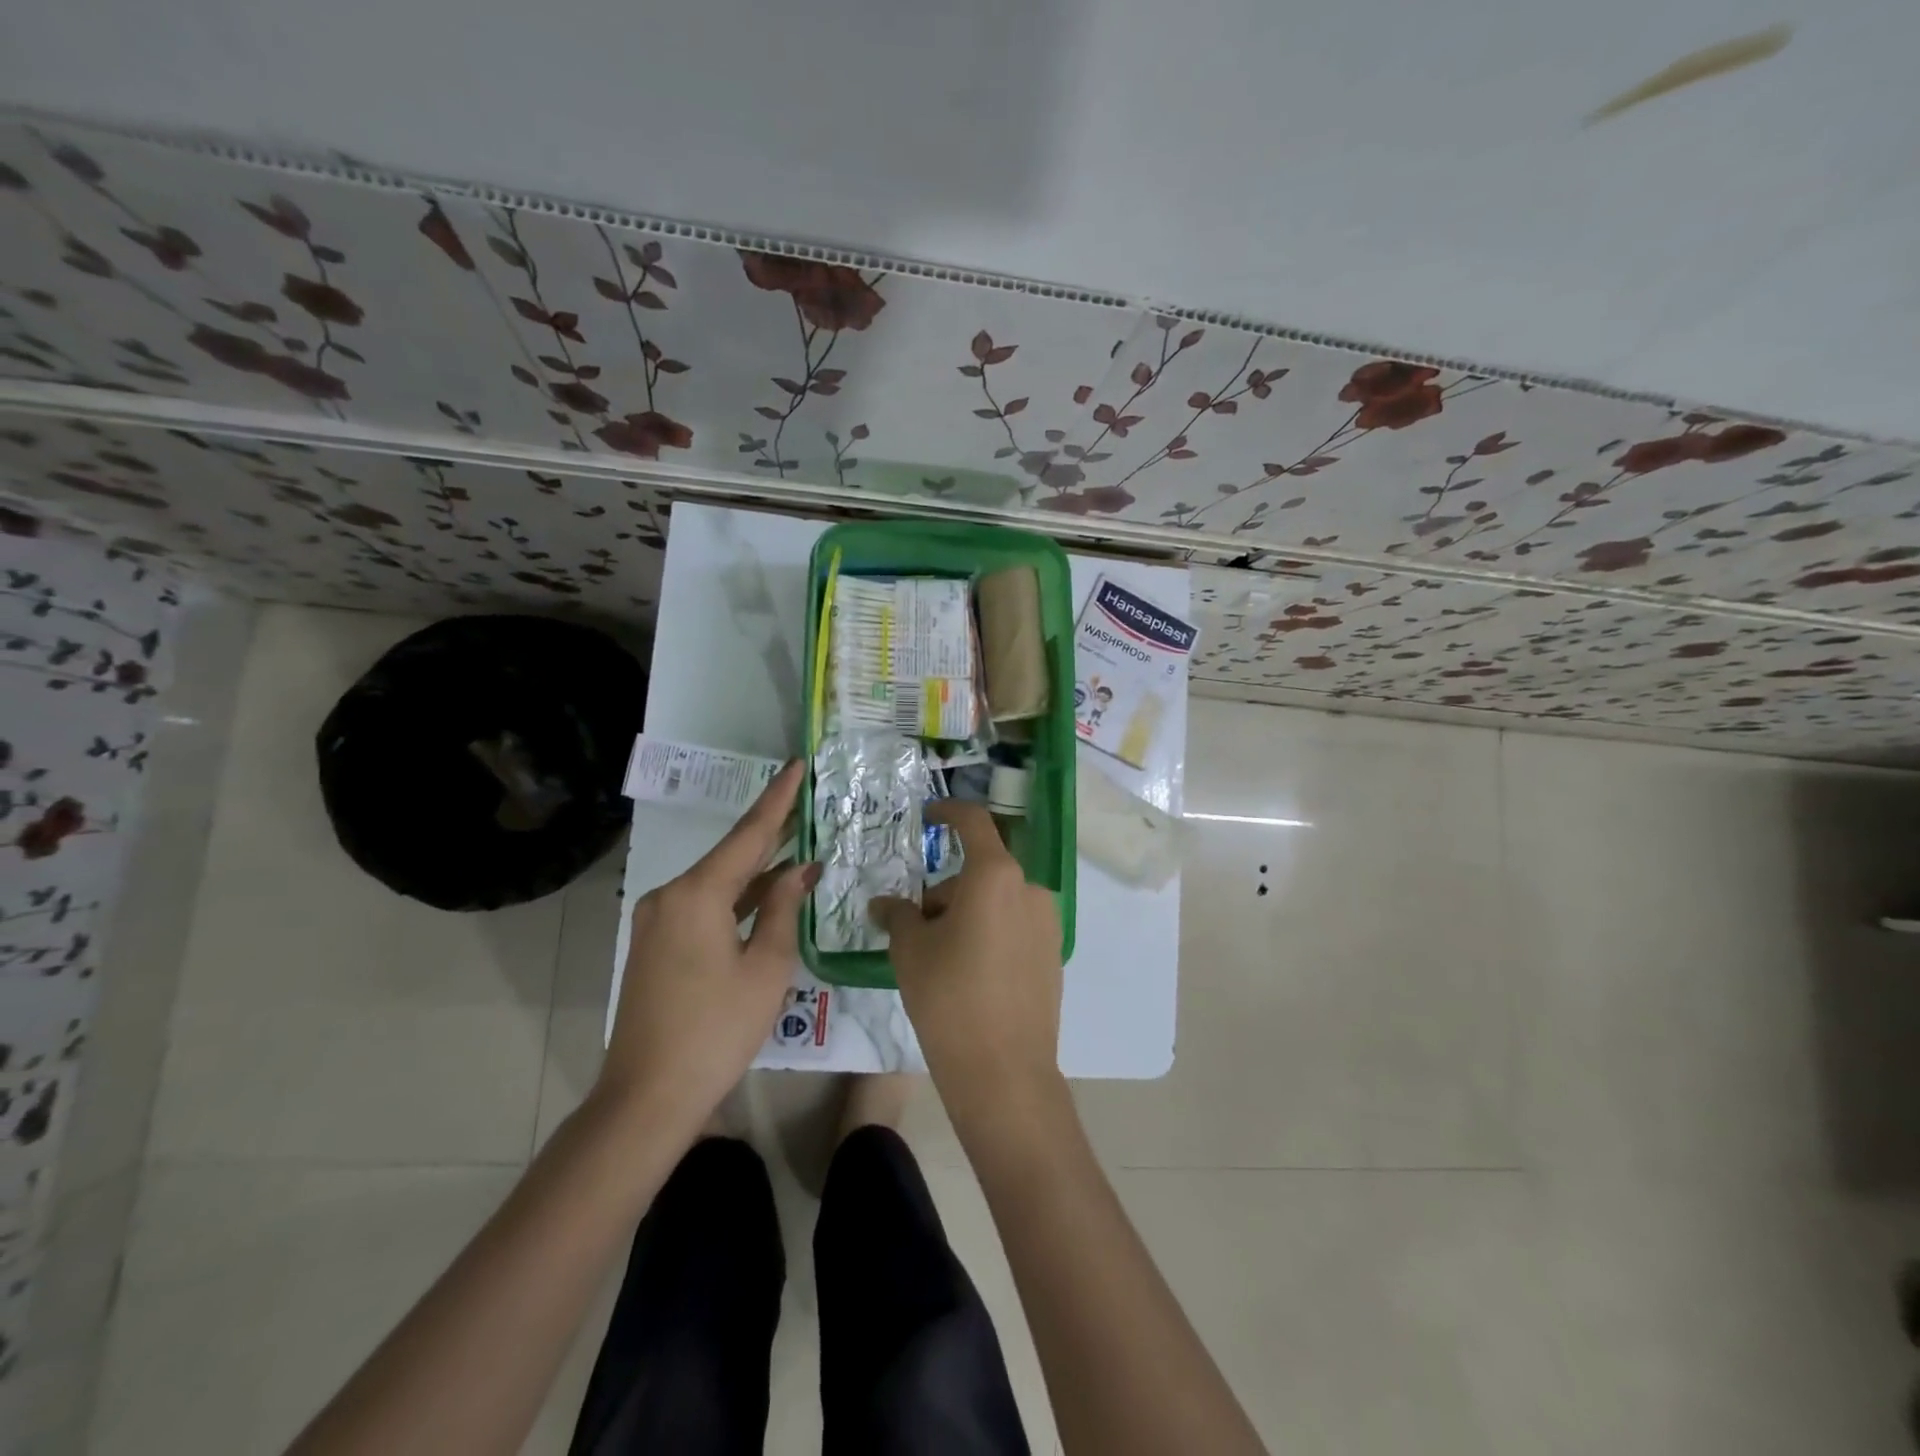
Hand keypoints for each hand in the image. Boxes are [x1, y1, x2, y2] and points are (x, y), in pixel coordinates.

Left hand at [598, 761, 814, 1138]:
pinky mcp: (657, 943)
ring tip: (800, 843)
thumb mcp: (766, 968)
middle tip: (808, 801)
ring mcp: (658, 920)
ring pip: (718, 881)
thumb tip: (799, 870)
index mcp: (697, 894)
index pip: (749, 834)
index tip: (798, 765)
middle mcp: (670, 895)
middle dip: (772, 830)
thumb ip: (782, 909)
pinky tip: (768, 891)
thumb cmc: (716, 1031)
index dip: (779, 800)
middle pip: (731, 854)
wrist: (647, 1097)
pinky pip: (704, 905)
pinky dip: (737, 896)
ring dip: (757, 868)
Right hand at [872, 801, 1064, 1128]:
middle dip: (946, 890)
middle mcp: (1029, 888)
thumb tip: (883, 904)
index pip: (973, 822)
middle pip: (980, 871)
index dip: (949, 811)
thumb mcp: (911, 950)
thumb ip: (898, 915)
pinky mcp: (1053, 952)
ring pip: (997, 900)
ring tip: (940, 956)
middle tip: (915, 927)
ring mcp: (1047, 922)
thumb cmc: (949, 997)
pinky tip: (970, 972)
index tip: (928, 816)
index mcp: (995, 876)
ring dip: (967, 912)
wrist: (1003, 1071)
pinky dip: (990, 931)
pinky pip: (1014, 925)